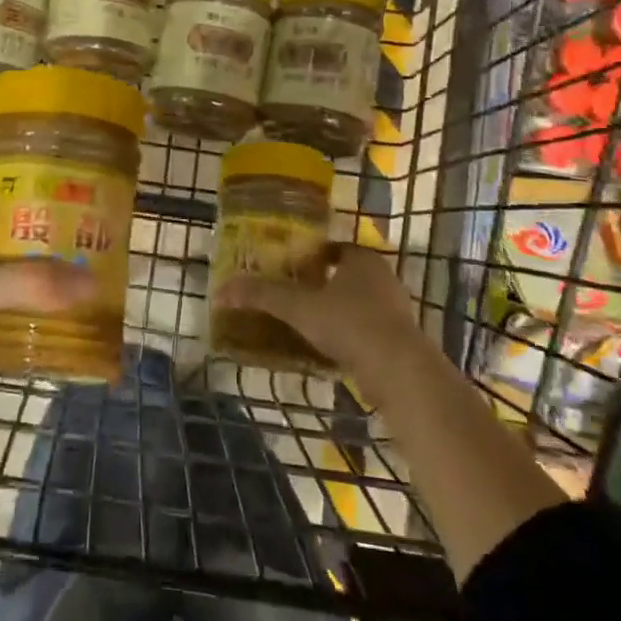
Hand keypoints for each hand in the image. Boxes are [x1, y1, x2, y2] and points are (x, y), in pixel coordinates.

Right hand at [216, 244, 435, 404]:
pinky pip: (367, 330)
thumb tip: (220, 291)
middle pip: (346, 275)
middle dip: (322, 284)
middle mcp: (383, 278)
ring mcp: (395, 310)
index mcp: (362, 259)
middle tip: (292, 295)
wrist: (400, 372)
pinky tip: (328, 350)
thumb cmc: (350, 324)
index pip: (333, 248)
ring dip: (336, 312)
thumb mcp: (298, 308)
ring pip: (358, 304)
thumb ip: (262, 296)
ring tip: (305, 324)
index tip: (288, 267)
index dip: (311, 255)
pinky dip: (348, 336)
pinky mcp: (400, 341)